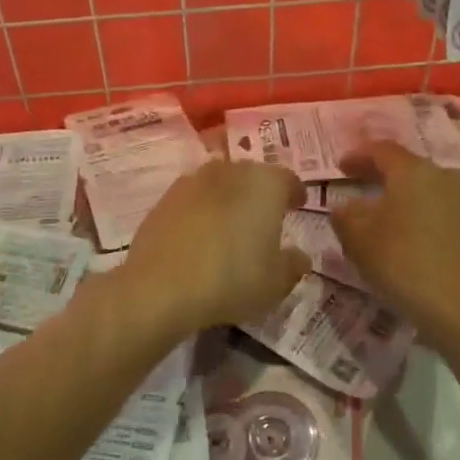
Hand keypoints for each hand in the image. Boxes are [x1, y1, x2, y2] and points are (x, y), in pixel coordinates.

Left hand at [123, 160, 309, 334]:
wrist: (160, 287)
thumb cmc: (232, 278)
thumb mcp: (276, 282)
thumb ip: (293, 265)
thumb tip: (298, 256)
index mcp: (265, 183)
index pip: (288, 179)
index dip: (295, 193)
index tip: (298, 206)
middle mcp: (229, 172)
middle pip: (251, 176)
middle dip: (260, 193)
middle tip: (265, 218)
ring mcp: (192, 182)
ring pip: (219, 185)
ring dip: (228, 200)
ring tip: (231, 227)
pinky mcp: (163, 199)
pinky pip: (192, 201)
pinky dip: (201, 212)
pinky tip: (200, 237)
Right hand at [331, 142, 459, 339]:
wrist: (458, 305)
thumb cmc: (402, 262)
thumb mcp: (358, 238)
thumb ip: (345, 215)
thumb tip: (344, 206)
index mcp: (412, 170)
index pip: (381, 150)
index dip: (357, 156)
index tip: (340, 167)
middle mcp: (440, 175)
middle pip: (404, 165)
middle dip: (377, 172)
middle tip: (355, 181)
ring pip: (421, 185)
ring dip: (398, 191)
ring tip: (377, 207)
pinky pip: (435, 204)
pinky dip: (414, 208)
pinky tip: (402, 227)